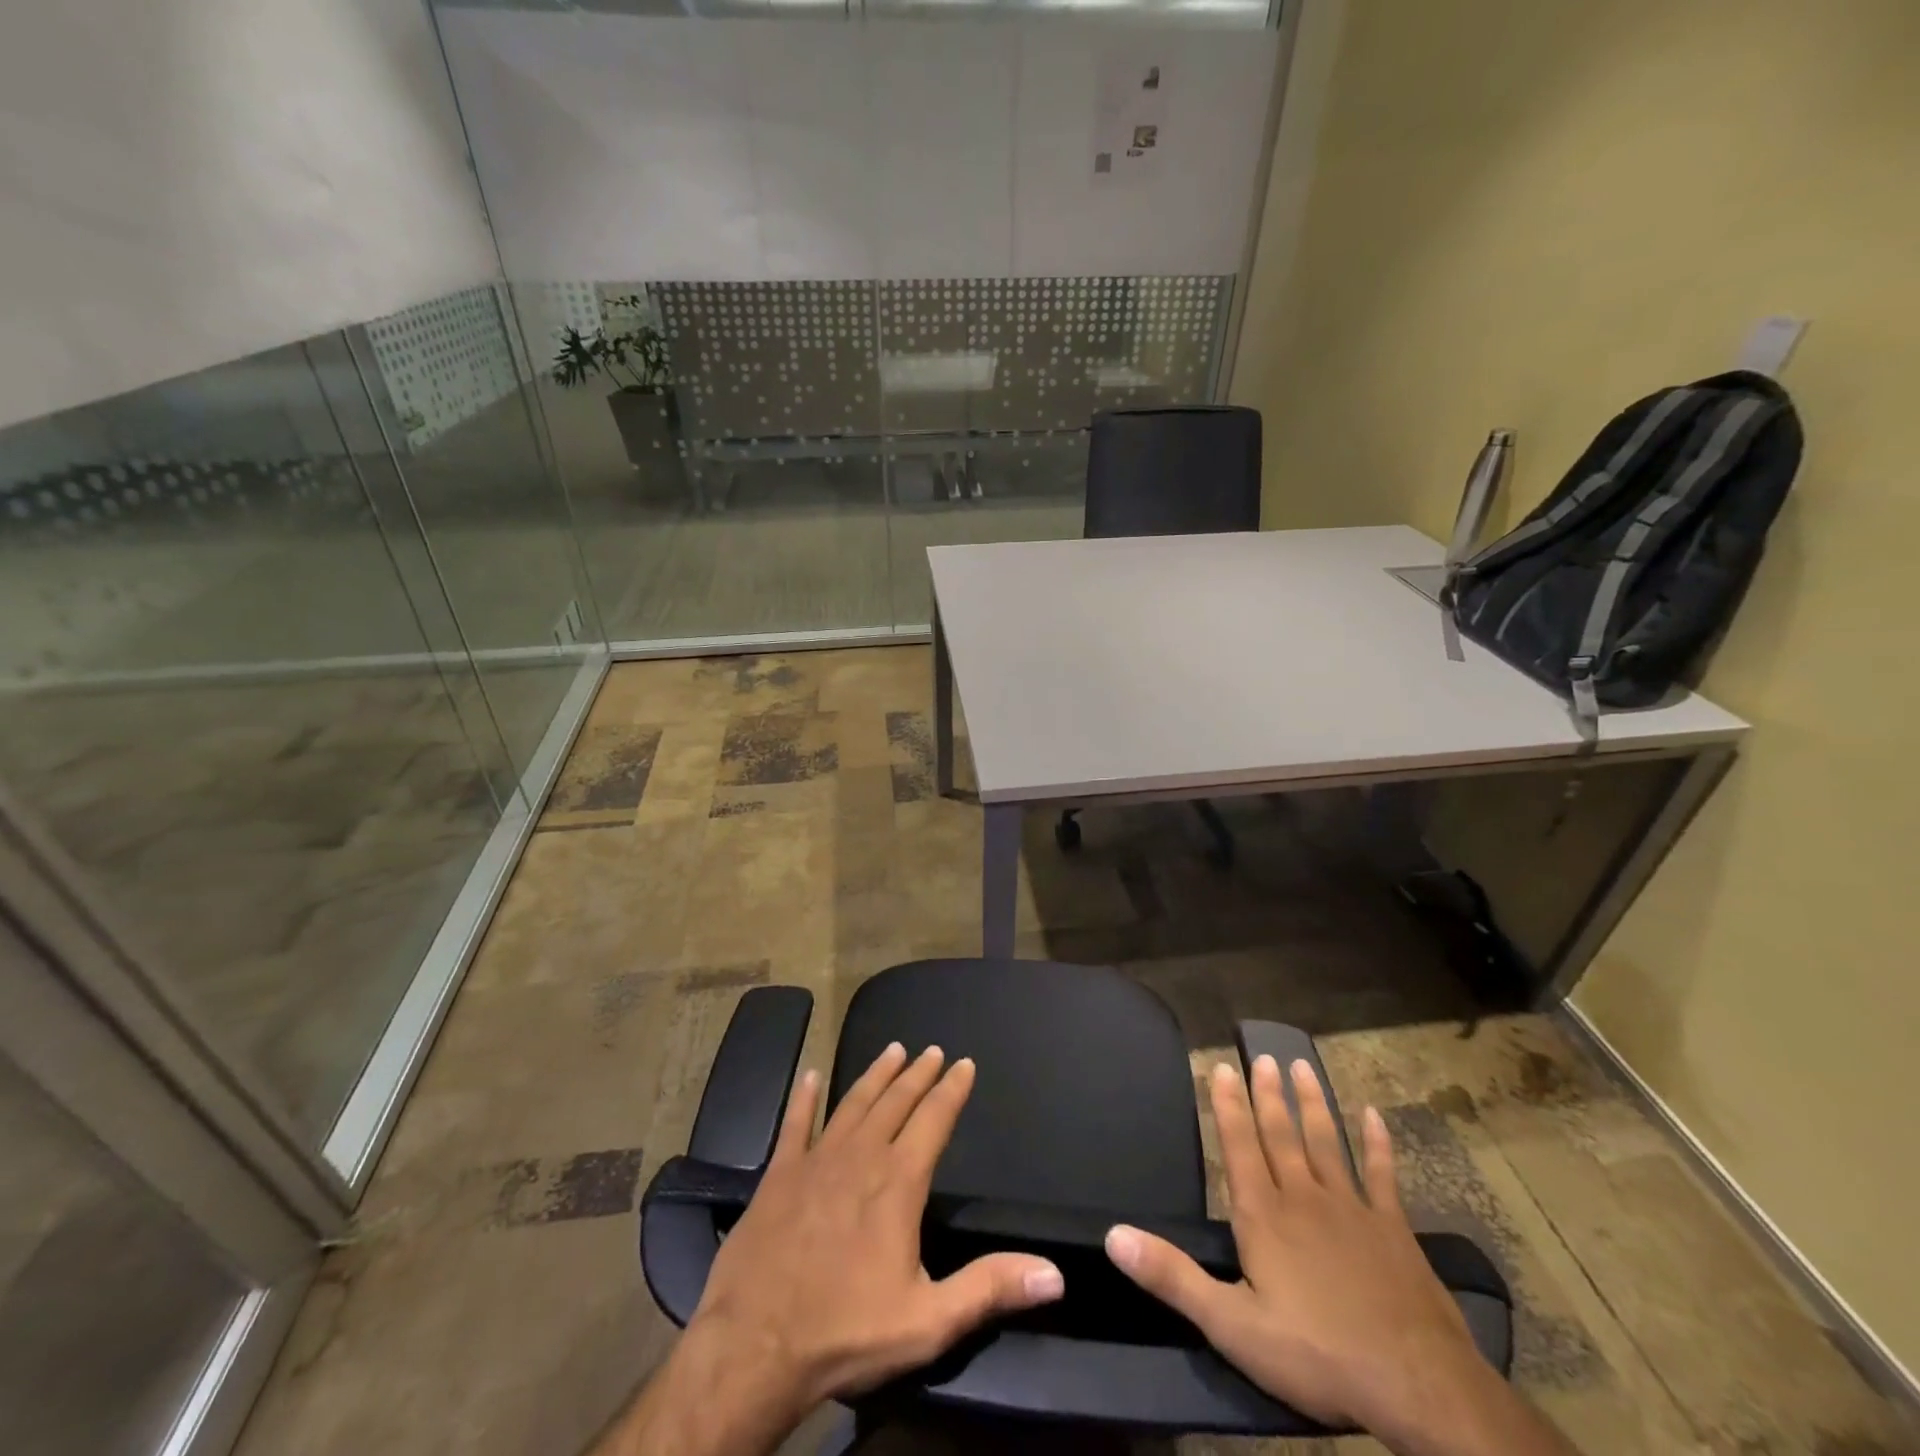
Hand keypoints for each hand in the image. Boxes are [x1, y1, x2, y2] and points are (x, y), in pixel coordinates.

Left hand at [691, 1043, 1064, 1414]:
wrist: (753, 1347)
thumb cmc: (846, 1332)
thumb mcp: (928, 1321)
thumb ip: (990, 1289)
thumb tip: (1055, 1274)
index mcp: (898, 1182)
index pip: (934, 1120)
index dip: (952, 1090)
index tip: (964, 1063)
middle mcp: (861, 1156)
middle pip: (895, 1102)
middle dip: (917, 1074)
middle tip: (931, 1049)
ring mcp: (816, 1160)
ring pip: (852, 1103)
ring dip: (874, 1075)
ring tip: (892, 1050)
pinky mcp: (778, 1174)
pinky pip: (794, 1124)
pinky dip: (803, 1098)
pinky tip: (808, 1076)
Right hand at [1104, 1057, 1502, 1448]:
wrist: (1417, 1385)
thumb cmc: (1316, 1354)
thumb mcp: (1231, 1325)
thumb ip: (1172, 1276)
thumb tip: (1113, 1234)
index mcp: (1263, 1215)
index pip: (1239, 1146)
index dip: (1228, 1106)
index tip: (1222, 1067)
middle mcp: (1303, 1197)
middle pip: (1281, 1134)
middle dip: (1268, 1094)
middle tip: (1261, 1055)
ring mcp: (1352, 1209)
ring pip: (1326, 1142)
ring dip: (1312, 1103)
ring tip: (1301, 1065)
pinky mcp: (1394, 1229)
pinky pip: (1383, 1175)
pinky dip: (1378, 1144)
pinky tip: (1374, 1116)